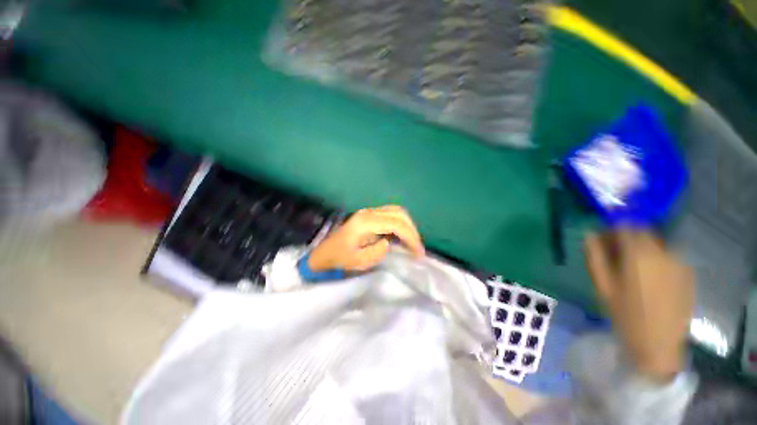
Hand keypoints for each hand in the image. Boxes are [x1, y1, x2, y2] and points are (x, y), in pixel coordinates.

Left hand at [308, 205, 424, 271]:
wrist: (325, 253)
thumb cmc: (339, 259)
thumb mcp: (359, 261)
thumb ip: (378, 251)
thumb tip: (389, 242)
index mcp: (365, 222)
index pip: (395, 224)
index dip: (410, 237)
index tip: (418, 253)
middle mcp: (368, 212)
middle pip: (399, 213)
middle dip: (412, 230)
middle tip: (417, 248)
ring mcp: (369, 212)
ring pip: (396, 211)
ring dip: (408, 225)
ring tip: (412, 242)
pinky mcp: (370, 215)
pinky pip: (391, 215)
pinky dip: (401, 224)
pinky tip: (402, 236)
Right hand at [585, 230, 693, 381]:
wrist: (658, 344)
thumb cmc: (625, 314)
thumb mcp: (602, 284)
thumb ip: (595, 255)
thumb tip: (589, 234)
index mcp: (639, 254)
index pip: (625, 226)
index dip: (611, 229)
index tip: (602, 240)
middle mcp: (662, 252)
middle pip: (643, 231)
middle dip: (627, 237)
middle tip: (615, 253)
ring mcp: (678, 262)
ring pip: (656, 243)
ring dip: (642, 247)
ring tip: (632, 267)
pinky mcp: (687, 273)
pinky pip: (668, 255)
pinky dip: (656, 258)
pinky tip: (649, 277)